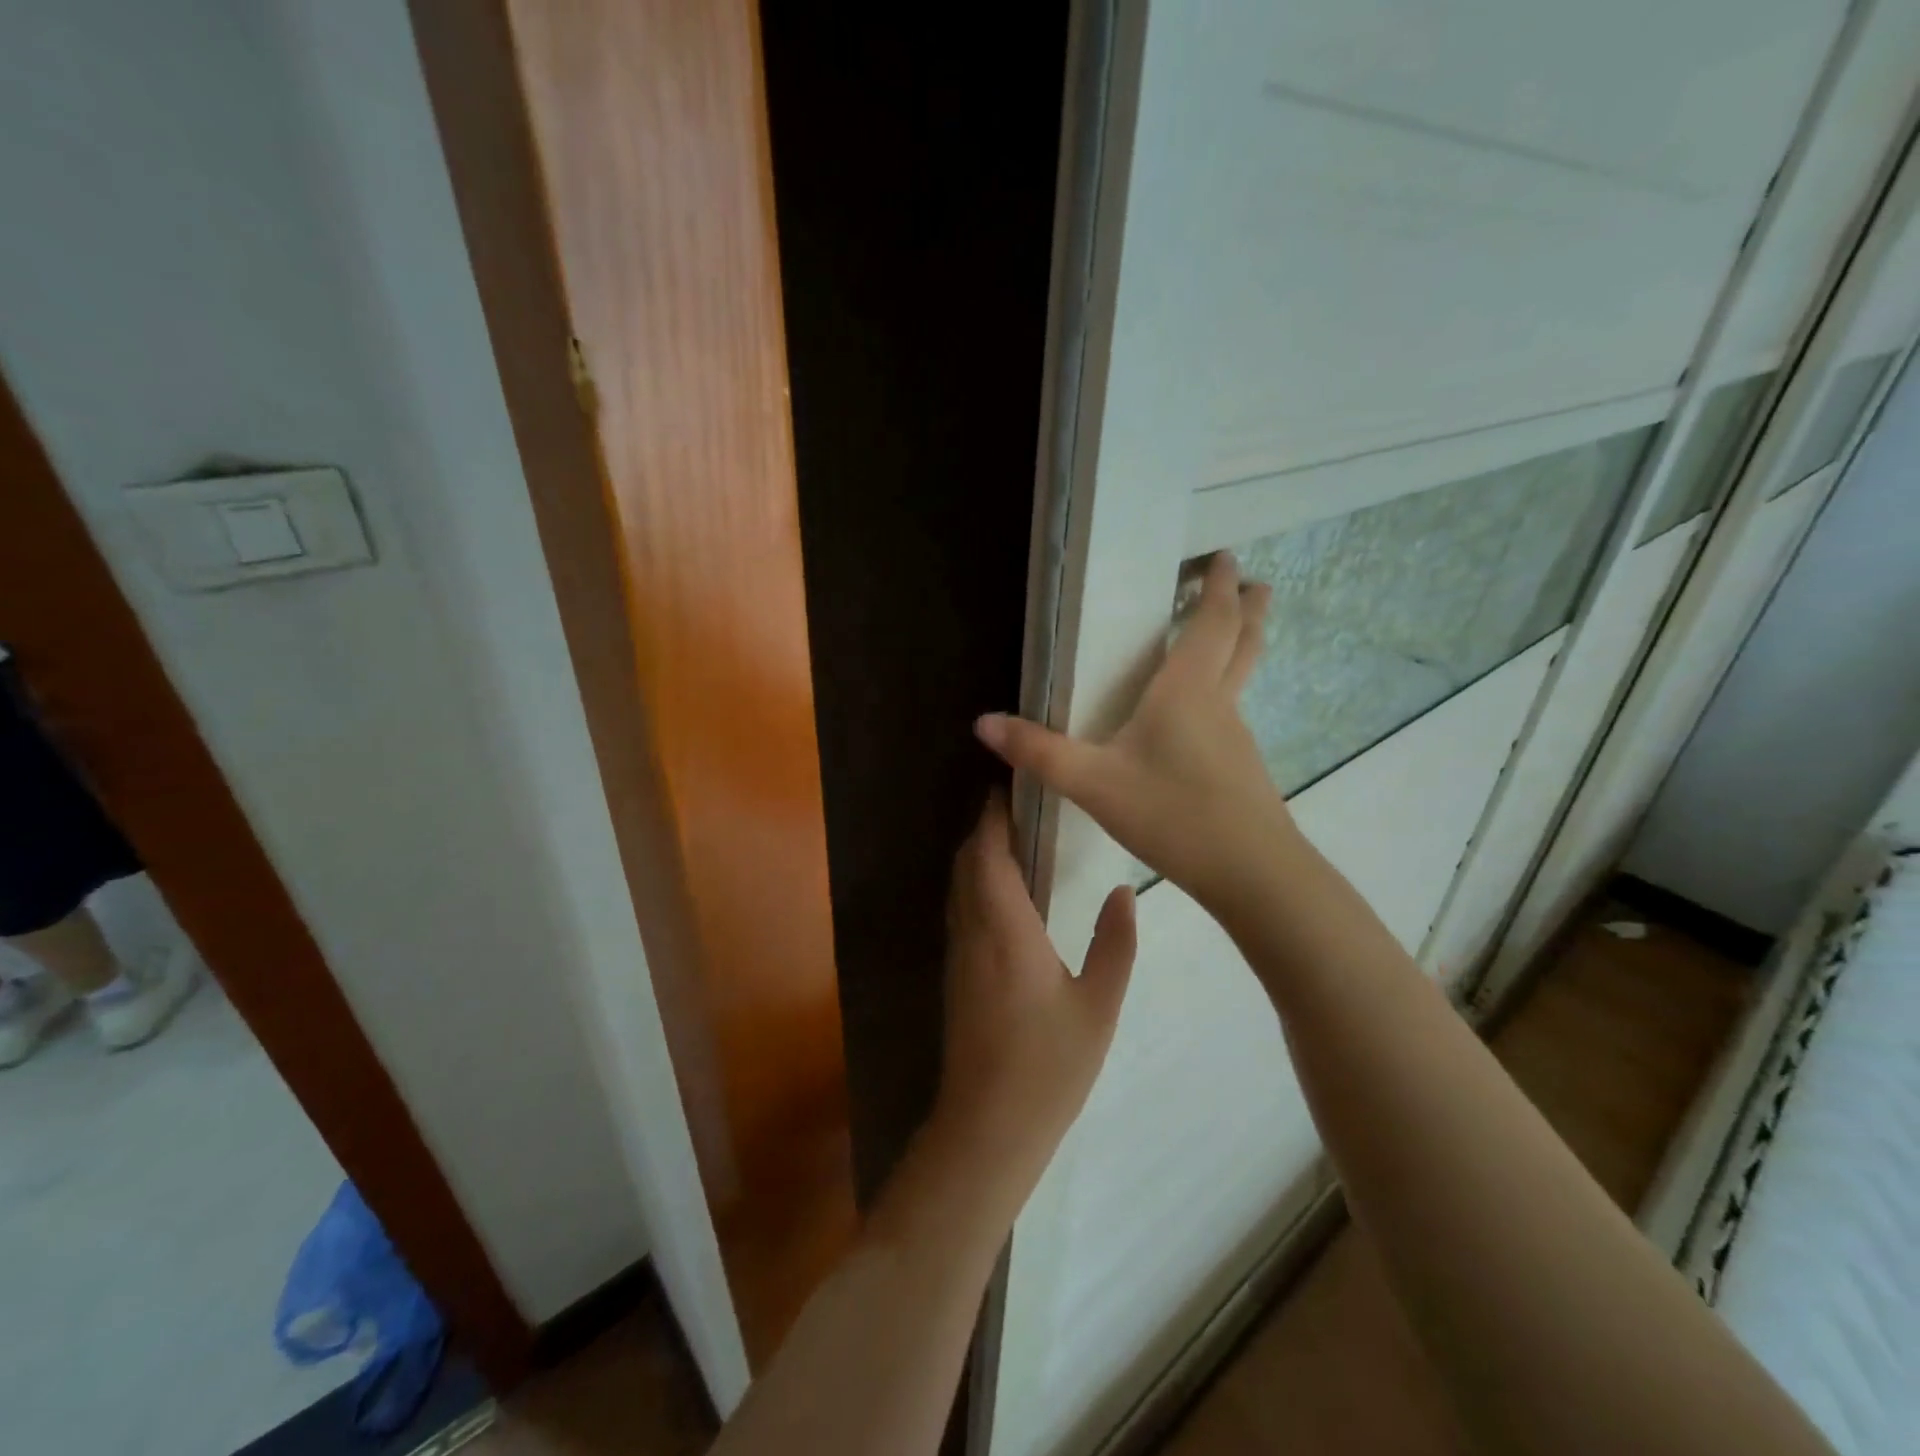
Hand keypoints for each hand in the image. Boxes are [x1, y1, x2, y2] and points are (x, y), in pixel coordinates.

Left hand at [931, 794, 1136, 1208]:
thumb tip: (1125, 891)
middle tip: (1022, 806)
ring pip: (959, 885)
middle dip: (986, 827)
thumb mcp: (1098, 1006)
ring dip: (978, 854)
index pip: (989, 853)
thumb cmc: (1048, 1066)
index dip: (994, 815)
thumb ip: (1114, 944)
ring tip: (1015, 838)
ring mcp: (958, 953)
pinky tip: (1005, 892)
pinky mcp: (955, 974)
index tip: (1011, 785)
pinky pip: (960, 909)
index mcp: (1005, 929)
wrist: (987, 1127)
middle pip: (967, 862)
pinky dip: (975, 883)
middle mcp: (972, 931)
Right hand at [974, 552, 1292, 910]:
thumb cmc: (1173, 814)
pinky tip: (1203, 716)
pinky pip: (1233, 712)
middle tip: (1251, 581)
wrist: (1252, 875)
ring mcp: (1237, 736)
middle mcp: (1220, 702)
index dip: (1219, 585)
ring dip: (1241, 645)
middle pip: (1245, 640)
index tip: (1225, 555)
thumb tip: (983, 723)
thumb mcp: (1094, 783)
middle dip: (1248, 605)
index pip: (1213, 620)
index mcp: (1188, 689)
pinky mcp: (1242, 768)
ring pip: (1243, 676)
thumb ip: (1039, 752)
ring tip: (1226, 635)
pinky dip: (1227, 689)